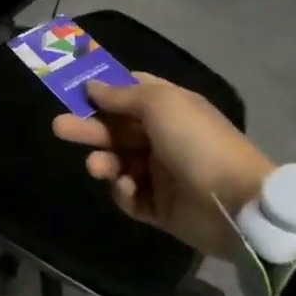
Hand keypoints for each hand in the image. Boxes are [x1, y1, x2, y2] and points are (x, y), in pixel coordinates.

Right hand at [51, 72, 275, 260]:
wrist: (236, 204)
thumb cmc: (196, 142)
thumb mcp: (159, 104)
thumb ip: (121, 95)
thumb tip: (92, 86)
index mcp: (169, 108)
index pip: (131, 92)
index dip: (105, 90)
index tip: (76, 91)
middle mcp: (164, 137)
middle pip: (117, 128)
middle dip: (89, 126)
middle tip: (59, 127)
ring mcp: (162, 174)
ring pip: (119, 161)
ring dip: (103, 161)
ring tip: (96, 167)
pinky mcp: (161, 208)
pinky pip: (131, 196)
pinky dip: (124, 191)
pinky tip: (128, 188)